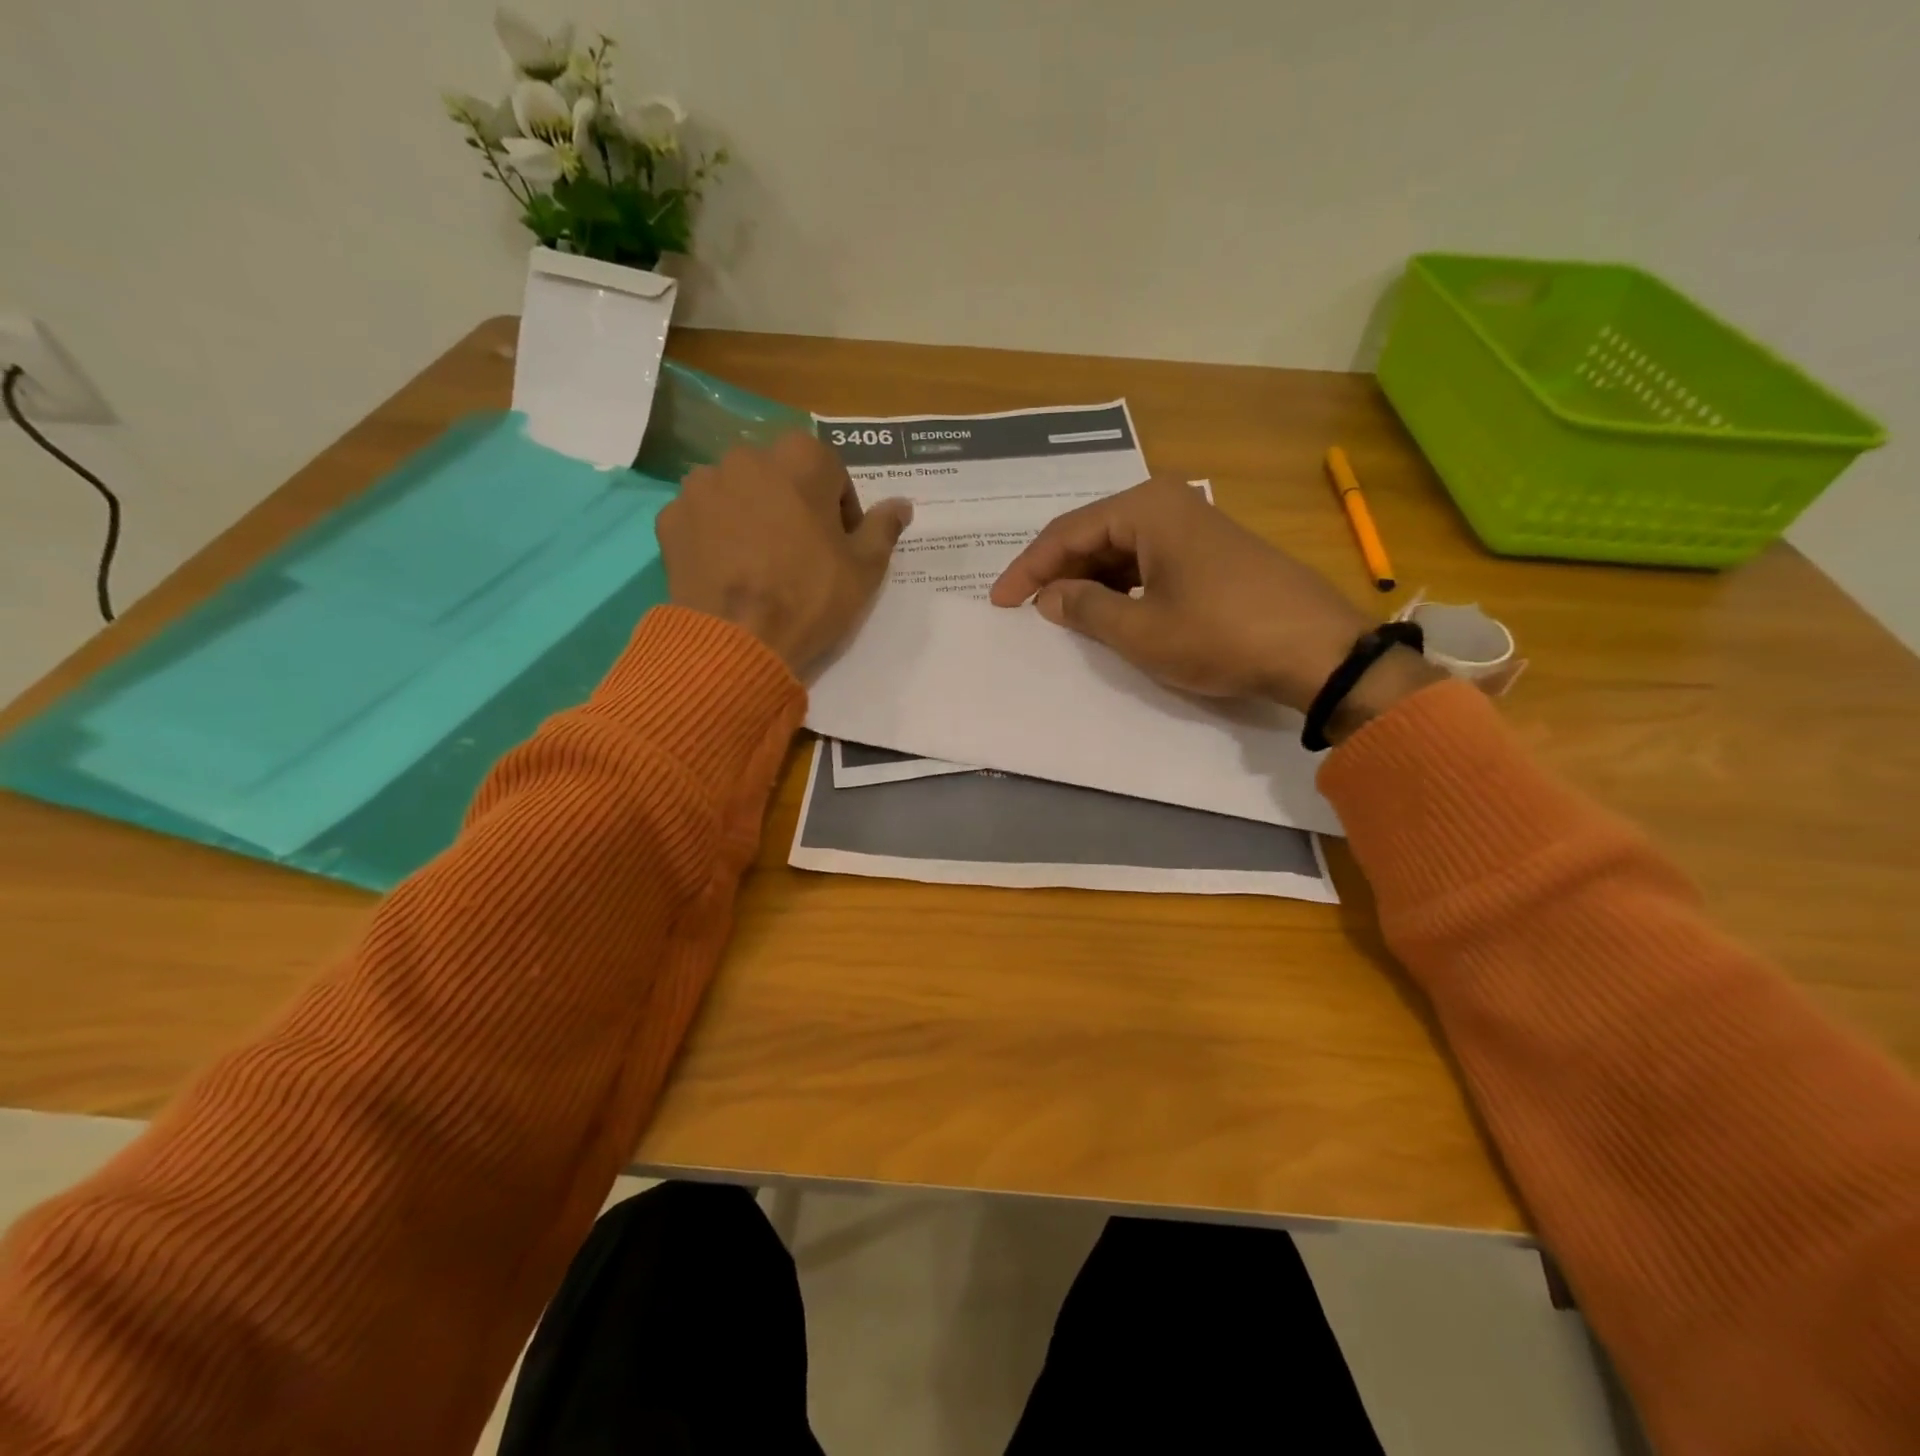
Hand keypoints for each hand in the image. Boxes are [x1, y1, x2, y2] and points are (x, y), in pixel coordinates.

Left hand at [658, 432, 911, 674]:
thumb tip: (903, 504)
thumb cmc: (810, 599)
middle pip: (780, 477)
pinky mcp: (671, 518)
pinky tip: (729, 570)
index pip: (830, 471)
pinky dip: (717, 534)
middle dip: (794, 506)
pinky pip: (704, 517)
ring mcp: (702, 486)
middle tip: (801, 554)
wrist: (736, 642)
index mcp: (800, 460)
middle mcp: (746, 457)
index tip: (840, 544)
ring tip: (760, 563)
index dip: (841, 509)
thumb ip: (883, 528)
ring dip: (752, 515)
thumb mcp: (864, 569)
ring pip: (738, 493)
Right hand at [989, 477, 1444, 735]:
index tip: (998, 602)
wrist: (1317, 650)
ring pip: (1121, 550)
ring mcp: (1195, 525)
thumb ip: (1084, 609)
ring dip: (1088, 581)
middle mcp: (1169, 503)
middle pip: (1093, 535)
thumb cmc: (1220, 635)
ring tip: (1061, 615)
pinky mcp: (1212, 551)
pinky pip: (1149, 561)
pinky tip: (1109, 612)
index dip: (1027, 570)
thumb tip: (1048, 597)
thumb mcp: (1140, 630)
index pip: (1066, 533)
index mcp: (1146, 508)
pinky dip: (1122, 586)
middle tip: (1026, 610)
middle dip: (1057, 573)